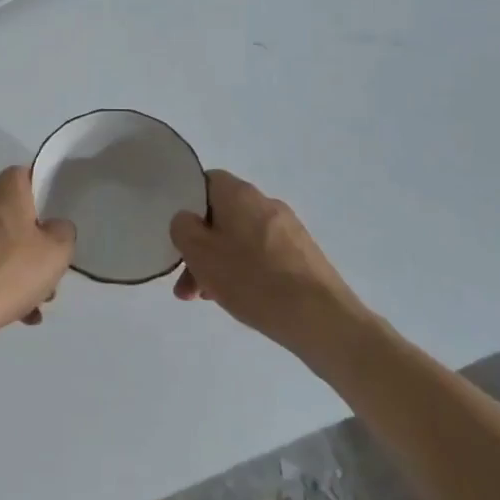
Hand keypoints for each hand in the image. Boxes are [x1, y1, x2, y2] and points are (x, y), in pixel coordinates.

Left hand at [0, 167, 75, 341]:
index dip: (41, 194)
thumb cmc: (8, 273)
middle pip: (11, 215)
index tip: (52, 222)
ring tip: (29, 306)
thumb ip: (63, 232)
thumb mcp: (57, 253)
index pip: (24, 175)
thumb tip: (53, 227)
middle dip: (31, 245)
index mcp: (3, 192)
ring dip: (14, 269)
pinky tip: (6, 313)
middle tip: (45, 275)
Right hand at [169, 170, 361, 349]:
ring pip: (240, 239)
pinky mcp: (302, 255)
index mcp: (240, 194)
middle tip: (186, 283)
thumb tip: (187, 219)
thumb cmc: (253, 280)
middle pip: (222, 216)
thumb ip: (183, 229)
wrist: (321, 318)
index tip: (178, 233)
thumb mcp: (201, 254)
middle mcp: (266, 203)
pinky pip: (261, 255)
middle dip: (200, 247)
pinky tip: (240, 299)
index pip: (206, 182)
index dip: (187, 204)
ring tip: (208, 298)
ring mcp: (288, 229)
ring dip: (219, 263)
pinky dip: (244, 271)